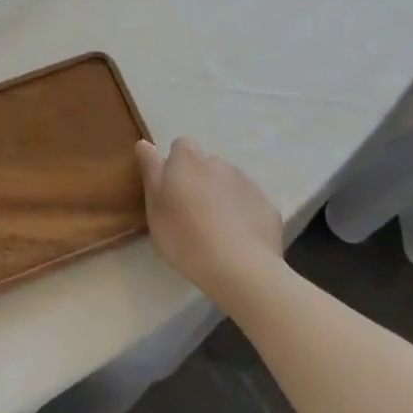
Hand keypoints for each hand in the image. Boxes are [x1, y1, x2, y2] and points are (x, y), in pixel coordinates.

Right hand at [136, 137, 284, 300]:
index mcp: (187, 161)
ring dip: (222, 196)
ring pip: (229, 183)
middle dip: (200, 181)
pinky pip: (250, 204)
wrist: (241, 269)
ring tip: (217, 229)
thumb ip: (151, 173)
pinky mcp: (268, 206)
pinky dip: (244, 214)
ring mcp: (247, 183)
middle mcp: (218, 163)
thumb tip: (144, 144)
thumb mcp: (155, 209)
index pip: (181, 146)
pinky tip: (240, 240)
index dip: (176, 165)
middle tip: (192, 213)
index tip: (172, 190)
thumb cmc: (186, 238)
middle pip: (206, 165)